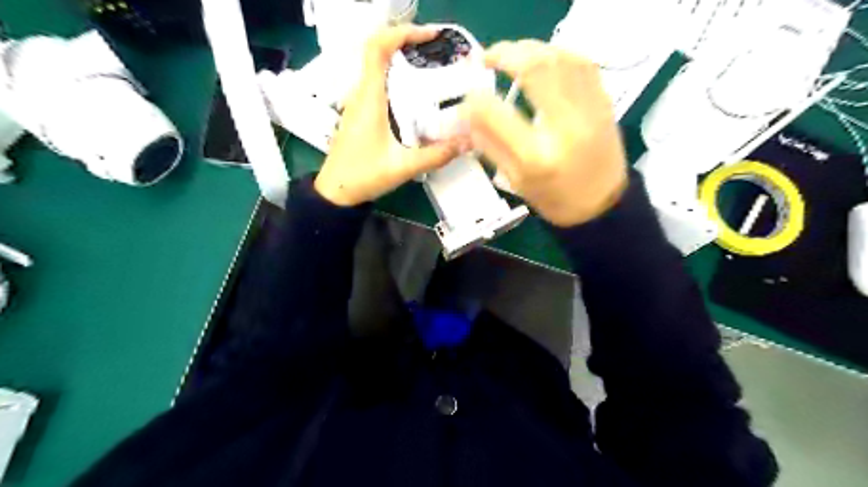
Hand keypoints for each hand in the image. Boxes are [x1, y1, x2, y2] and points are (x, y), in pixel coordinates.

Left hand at [315, 25, 463, 206]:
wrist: (335, 192)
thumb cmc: (362, 177)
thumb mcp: (403, 167)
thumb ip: (435, 155)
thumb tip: (466, 143)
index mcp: (369, 100)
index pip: (377, 49)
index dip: (400, 33)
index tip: (428, 36)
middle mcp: (362, 95)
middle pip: (379, 52)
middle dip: (407, 43)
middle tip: (437, 52)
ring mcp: (359, 103)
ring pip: (378, 67)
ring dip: (402, 59)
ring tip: (432, 67)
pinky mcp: (361, 113)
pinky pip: (378, 84)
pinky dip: (397, 77)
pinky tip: (416, 94)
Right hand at [465, 41, 626, 225]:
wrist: (603, 205)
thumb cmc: (555, 200)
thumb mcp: (516, 181)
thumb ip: (489, 146)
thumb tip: (466, 115)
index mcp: (536, 156)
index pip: (496, 113)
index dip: (474, 100)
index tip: (466, 100)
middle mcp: (565, 127)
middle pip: (535, 69)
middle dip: (504, 54)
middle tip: (486, 58)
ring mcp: (589, 110)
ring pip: (560, 57)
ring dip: (530, 49)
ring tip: (511, 56)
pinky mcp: (604, 103)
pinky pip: (582, 62)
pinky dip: (557, 53)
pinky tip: (542, 59)